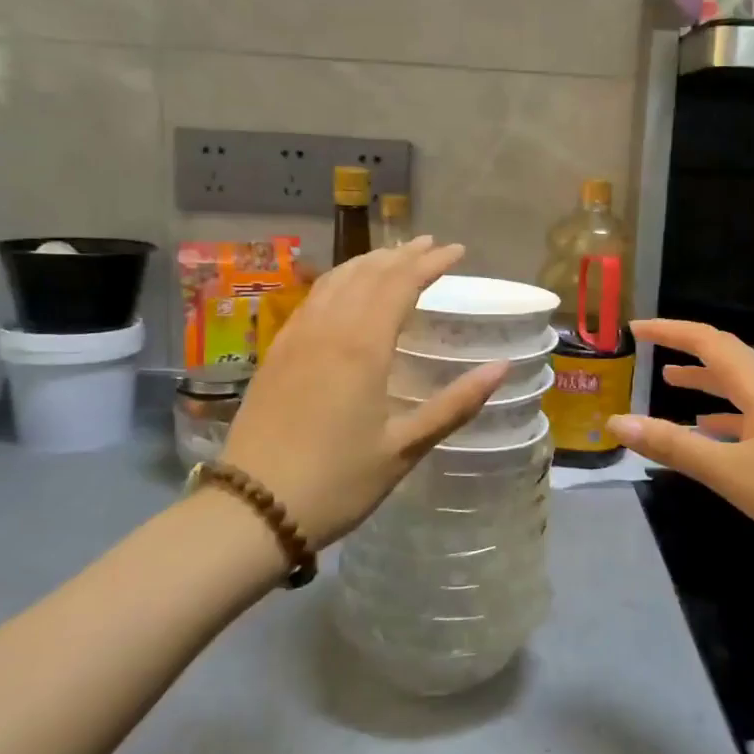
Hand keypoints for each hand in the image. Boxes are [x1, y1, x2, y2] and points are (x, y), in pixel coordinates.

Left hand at [221, 238, 505, 549]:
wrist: (252, 509)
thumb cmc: (337, 482)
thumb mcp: (404, 448)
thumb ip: (455, 404)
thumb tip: (501, 368)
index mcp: (363, 347)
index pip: (401, 284)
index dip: (431, 263)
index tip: (457, 251)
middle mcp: (328, 329)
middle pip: (368, 274)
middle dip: (402, 254)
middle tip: (430, 244)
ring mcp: (296, 338)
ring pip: (336, 281)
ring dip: (368, 262)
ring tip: (393, 256)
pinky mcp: (277, 353)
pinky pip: (313, 300)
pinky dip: (338, 282)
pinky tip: (345, 291)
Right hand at [606, 319, 753, 558]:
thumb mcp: (730, 471)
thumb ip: (674, 446)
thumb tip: (617, 421)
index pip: (706, 341)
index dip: (669, 330)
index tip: (635, 329)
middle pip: (724, 356)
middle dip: (685, 349)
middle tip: (649, 350)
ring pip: (738, 385)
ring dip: (704, 379)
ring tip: (671, 382)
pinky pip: (751, 411)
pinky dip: (724, 412)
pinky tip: (711, 429)